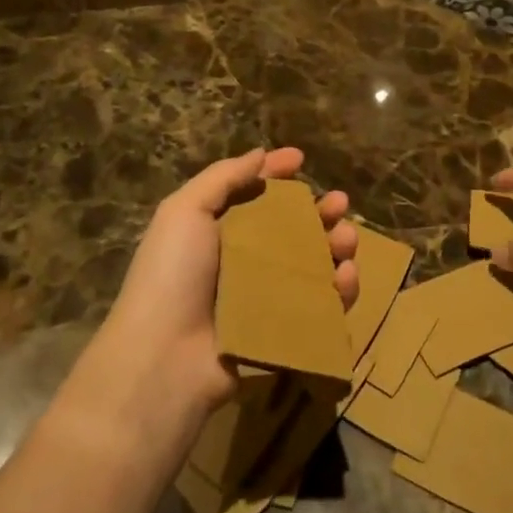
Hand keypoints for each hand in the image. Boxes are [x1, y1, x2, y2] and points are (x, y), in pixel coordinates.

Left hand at [102, 148, 358, 421]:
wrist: (165, 358)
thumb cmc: (172, 275)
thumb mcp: (184, 212)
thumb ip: (222, 178)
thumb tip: (260, 154)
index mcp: (218, 230)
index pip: (254, 194)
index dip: (276, 174)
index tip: (301, 159)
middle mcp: (244, 261)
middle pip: (292, 228)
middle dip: (319, 211)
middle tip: (340, 202)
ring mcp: (266, 297)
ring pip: (313, 264)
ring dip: (336, 246)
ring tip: (346, 239)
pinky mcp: (285, 330)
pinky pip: (320, 305)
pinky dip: (340, 289)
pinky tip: (345, 277)